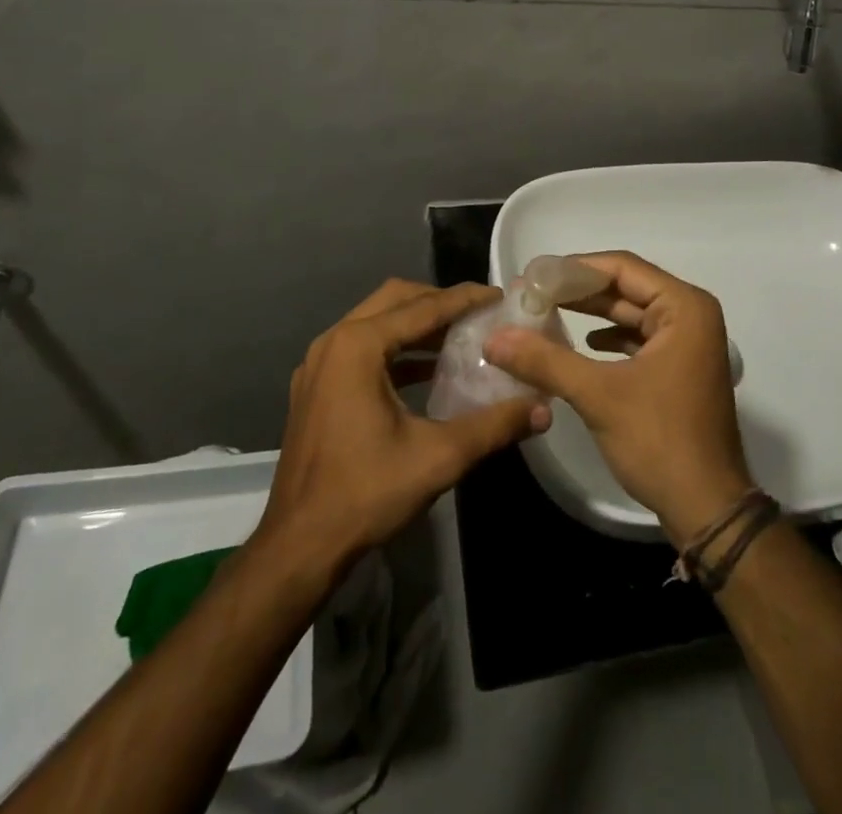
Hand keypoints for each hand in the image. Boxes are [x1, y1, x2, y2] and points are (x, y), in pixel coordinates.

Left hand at [255, 280, 550, 577]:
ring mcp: (319, 364)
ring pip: (376, 322)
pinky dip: (395, 348)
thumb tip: (543, 409)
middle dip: (438, 301)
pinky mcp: (315, 387)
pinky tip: (427, 371)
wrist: (299, 547)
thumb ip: (494, 426)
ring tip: (459, 336)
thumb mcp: (439, 457)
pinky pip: (361, 347)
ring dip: (416, 324)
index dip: (464, 299)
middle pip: (395, 301)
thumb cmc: (366, 493)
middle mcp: (334, 342)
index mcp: (358, 346)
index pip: (423, 307)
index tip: (499, 294)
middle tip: (478, 313)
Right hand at [484, 252, 753, 545]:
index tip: (533, 276)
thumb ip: (545, 360)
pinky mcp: (680, 367)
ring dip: (591, 314)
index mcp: (684, 307)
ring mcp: (688, 342)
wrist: (707, 508)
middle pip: (626, 287)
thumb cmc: (659, 440)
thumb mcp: (598, 395)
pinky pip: (639, 338)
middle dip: (578, 291)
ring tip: (545, 314)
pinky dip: (609, 338)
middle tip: (531, 294)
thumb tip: (494, 338)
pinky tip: (582, 345)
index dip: (574, 268)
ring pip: (631, 313)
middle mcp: (691, 315)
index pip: (622, 267)